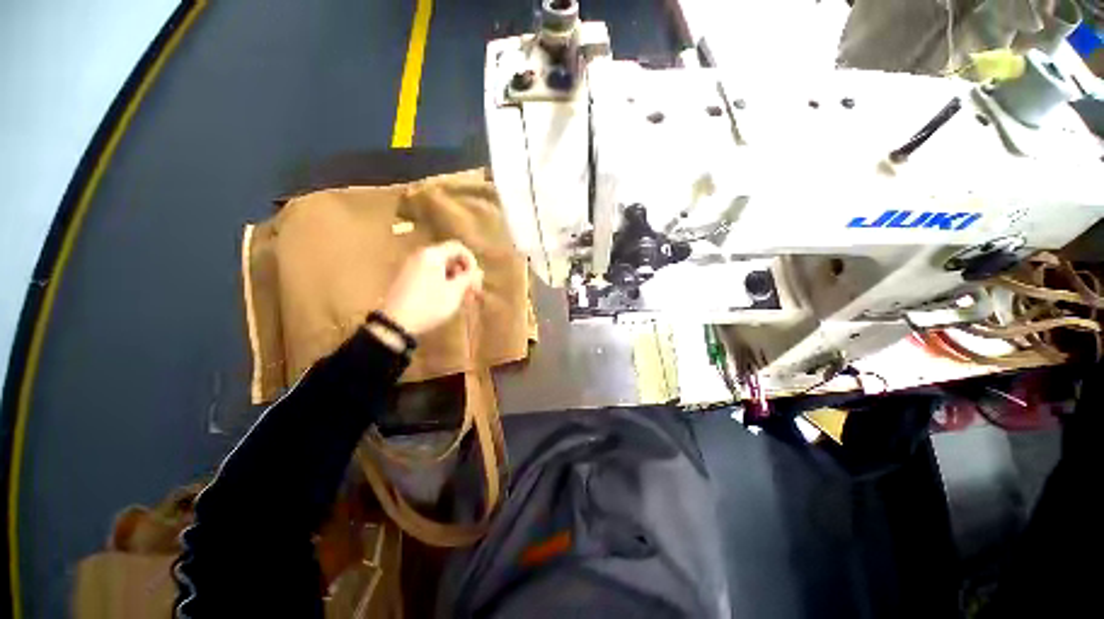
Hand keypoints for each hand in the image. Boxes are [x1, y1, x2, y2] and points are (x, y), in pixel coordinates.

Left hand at [379, 241, 483, 336]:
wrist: (396, 323)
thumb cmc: (429, 305)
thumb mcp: (455, 292)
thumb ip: (469, 278)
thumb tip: (479, 271)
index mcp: (432, 255)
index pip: (458, 247)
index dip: (472, 261)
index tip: (476, 278)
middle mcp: (421, 256)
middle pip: (450, 258)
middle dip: (464, 274)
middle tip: (473, 292)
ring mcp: (413, 268)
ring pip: (442, 269)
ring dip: (456, 281)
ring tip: (464, 299)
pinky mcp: (408, 280)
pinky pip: (432, 275)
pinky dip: (444, 284)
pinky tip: (449, 300)